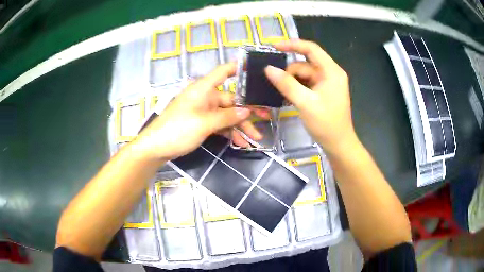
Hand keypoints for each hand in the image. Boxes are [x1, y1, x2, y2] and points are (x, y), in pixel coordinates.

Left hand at [133, 63, 264, 160]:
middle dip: (247, 111)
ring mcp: (203, 110)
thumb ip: (228, 116)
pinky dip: (229, 132)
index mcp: (203, 89)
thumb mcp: (205, 123)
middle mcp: (205, 96)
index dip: (238, 67)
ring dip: (240, 126)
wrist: (156, 147)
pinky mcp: (200, 123)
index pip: (223, 71)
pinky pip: (219, 124)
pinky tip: (240, 142)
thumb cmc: (177, 129)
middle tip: (266, 118)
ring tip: (255, 138)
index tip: (255, 69)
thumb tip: (248, 111)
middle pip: (230, 99)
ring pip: (226, 115)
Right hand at [264, 39, 356, 155]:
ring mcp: (326, 83)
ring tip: (281, 94)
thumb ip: (286, 84)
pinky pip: (305, 84)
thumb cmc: (326, 124)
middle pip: (305, 64)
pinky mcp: (322, 92)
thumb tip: (268, 69)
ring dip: (291, 82)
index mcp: (331, 71)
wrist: (338, 144)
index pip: (311, 49)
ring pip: (303, 75)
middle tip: (276, 86)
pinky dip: (296, 89)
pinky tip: (287, 97)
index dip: (292, 45)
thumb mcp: (305, 103)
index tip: (273, 47)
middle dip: (289, 73)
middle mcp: (330, 73)